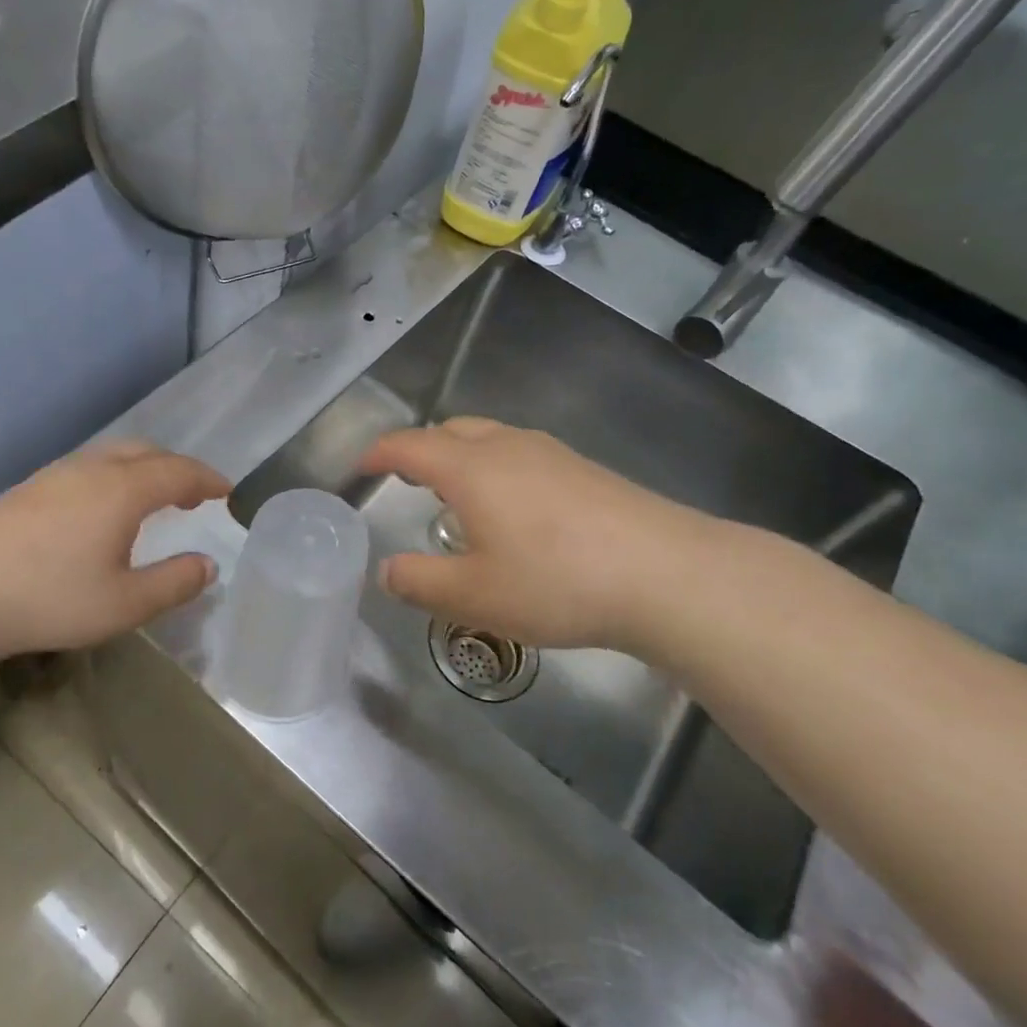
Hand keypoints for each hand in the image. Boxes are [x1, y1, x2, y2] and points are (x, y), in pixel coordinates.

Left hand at [0, 441, 229, 668]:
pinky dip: (114, 476)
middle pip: (147, 452)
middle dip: (178, 469)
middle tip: (193, 496)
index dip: (208, 480)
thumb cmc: (50, 600)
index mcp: (123, 490)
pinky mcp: (29, 487)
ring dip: (144, 469)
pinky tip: (102, 509)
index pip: (179, 472)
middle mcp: (92, 469)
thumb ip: (174, 583)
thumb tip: (208, 565)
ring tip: (152, 500)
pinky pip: (88, 466)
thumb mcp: (125, 604)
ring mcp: (56, 474)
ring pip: (114, 455)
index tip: (227, 492)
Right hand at [359, 418, 735, 661]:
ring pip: (490, 438)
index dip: (379, 453)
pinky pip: (521, 453)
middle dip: (420, 449)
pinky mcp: (584, 468)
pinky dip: (496, 467)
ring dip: (461, 456)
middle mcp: (507, 446)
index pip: (409, 446)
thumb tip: (387, 571)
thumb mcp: (474, 595)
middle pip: (450, 430)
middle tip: (406, 480)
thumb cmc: (556, 581)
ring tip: (456, 494)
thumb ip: (420, 582)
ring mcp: (551, 452)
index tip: (361, 468)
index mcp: (470, 468)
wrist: (665, 573)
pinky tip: (514, 508)